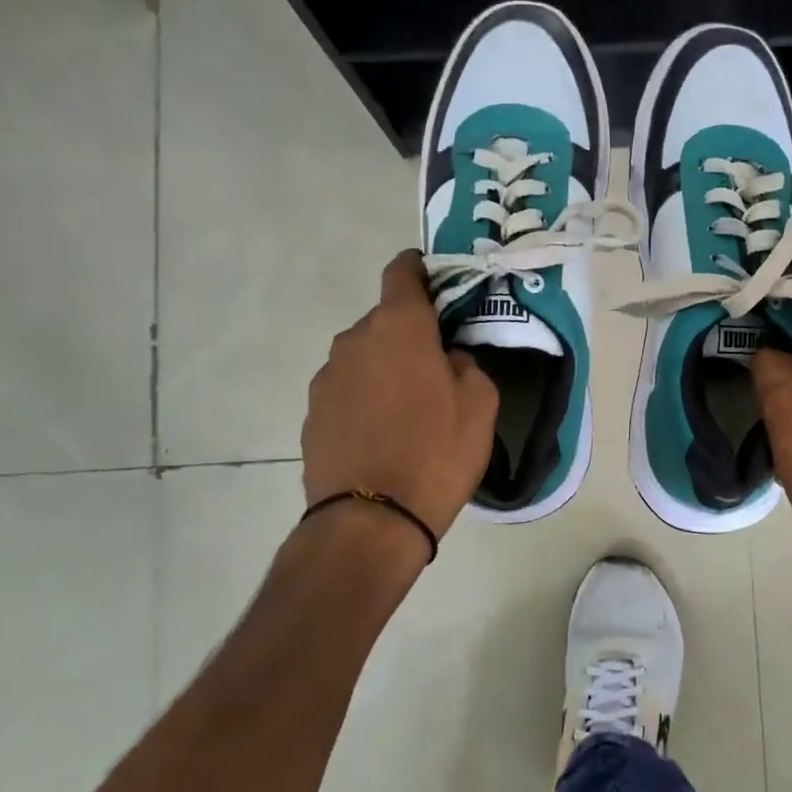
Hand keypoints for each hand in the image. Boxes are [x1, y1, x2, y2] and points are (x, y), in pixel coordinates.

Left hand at [302, 252, 498, 543]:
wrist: (370, 522)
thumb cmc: (436, 452)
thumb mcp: (480, 403)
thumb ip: (466, 363)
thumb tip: (448, 357)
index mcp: (398, 327)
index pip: (402, 272)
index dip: (420, 269)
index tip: (437, 282)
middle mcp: (354, 341)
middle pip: (385, 320)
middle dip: (410, 334)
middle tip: (438, 366)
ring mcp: (326, 378)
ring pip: (364, 356)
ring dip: (386, 368)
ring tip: (409, 409)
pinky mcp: (312, 413)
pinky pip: (347, 390)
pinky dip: (365, 398)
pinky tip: (382, 434)